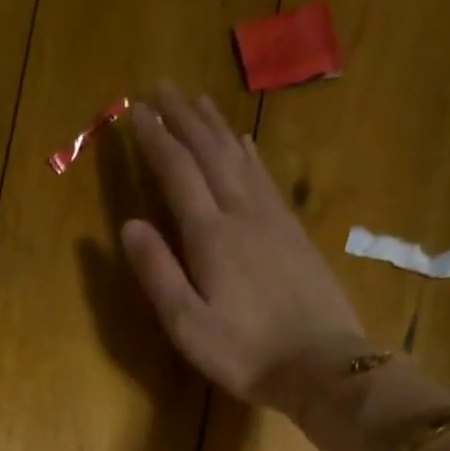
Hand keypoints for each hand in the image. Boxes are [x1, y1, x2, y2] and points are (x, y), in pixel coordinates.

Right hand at [120, 83, 369, 413]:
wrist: (320, 364)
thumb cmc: (243, 352)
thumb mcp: (187, 324)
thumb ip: (157, 273)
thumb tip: (129, 224)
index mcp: (211, 235)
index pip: (177, 173)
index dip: (156, 140)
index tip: (138, 110)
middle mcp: (242, 213)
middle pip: (210, 153)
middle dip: (184, 119)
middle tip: (163, 87)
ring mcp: (273, 219)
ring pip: (240, 158)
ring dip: (215, 127)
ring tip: (198, 102)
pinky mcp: (293, 232)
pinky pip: (265, 177)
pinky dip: (248, 153)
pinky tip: (244, 144)